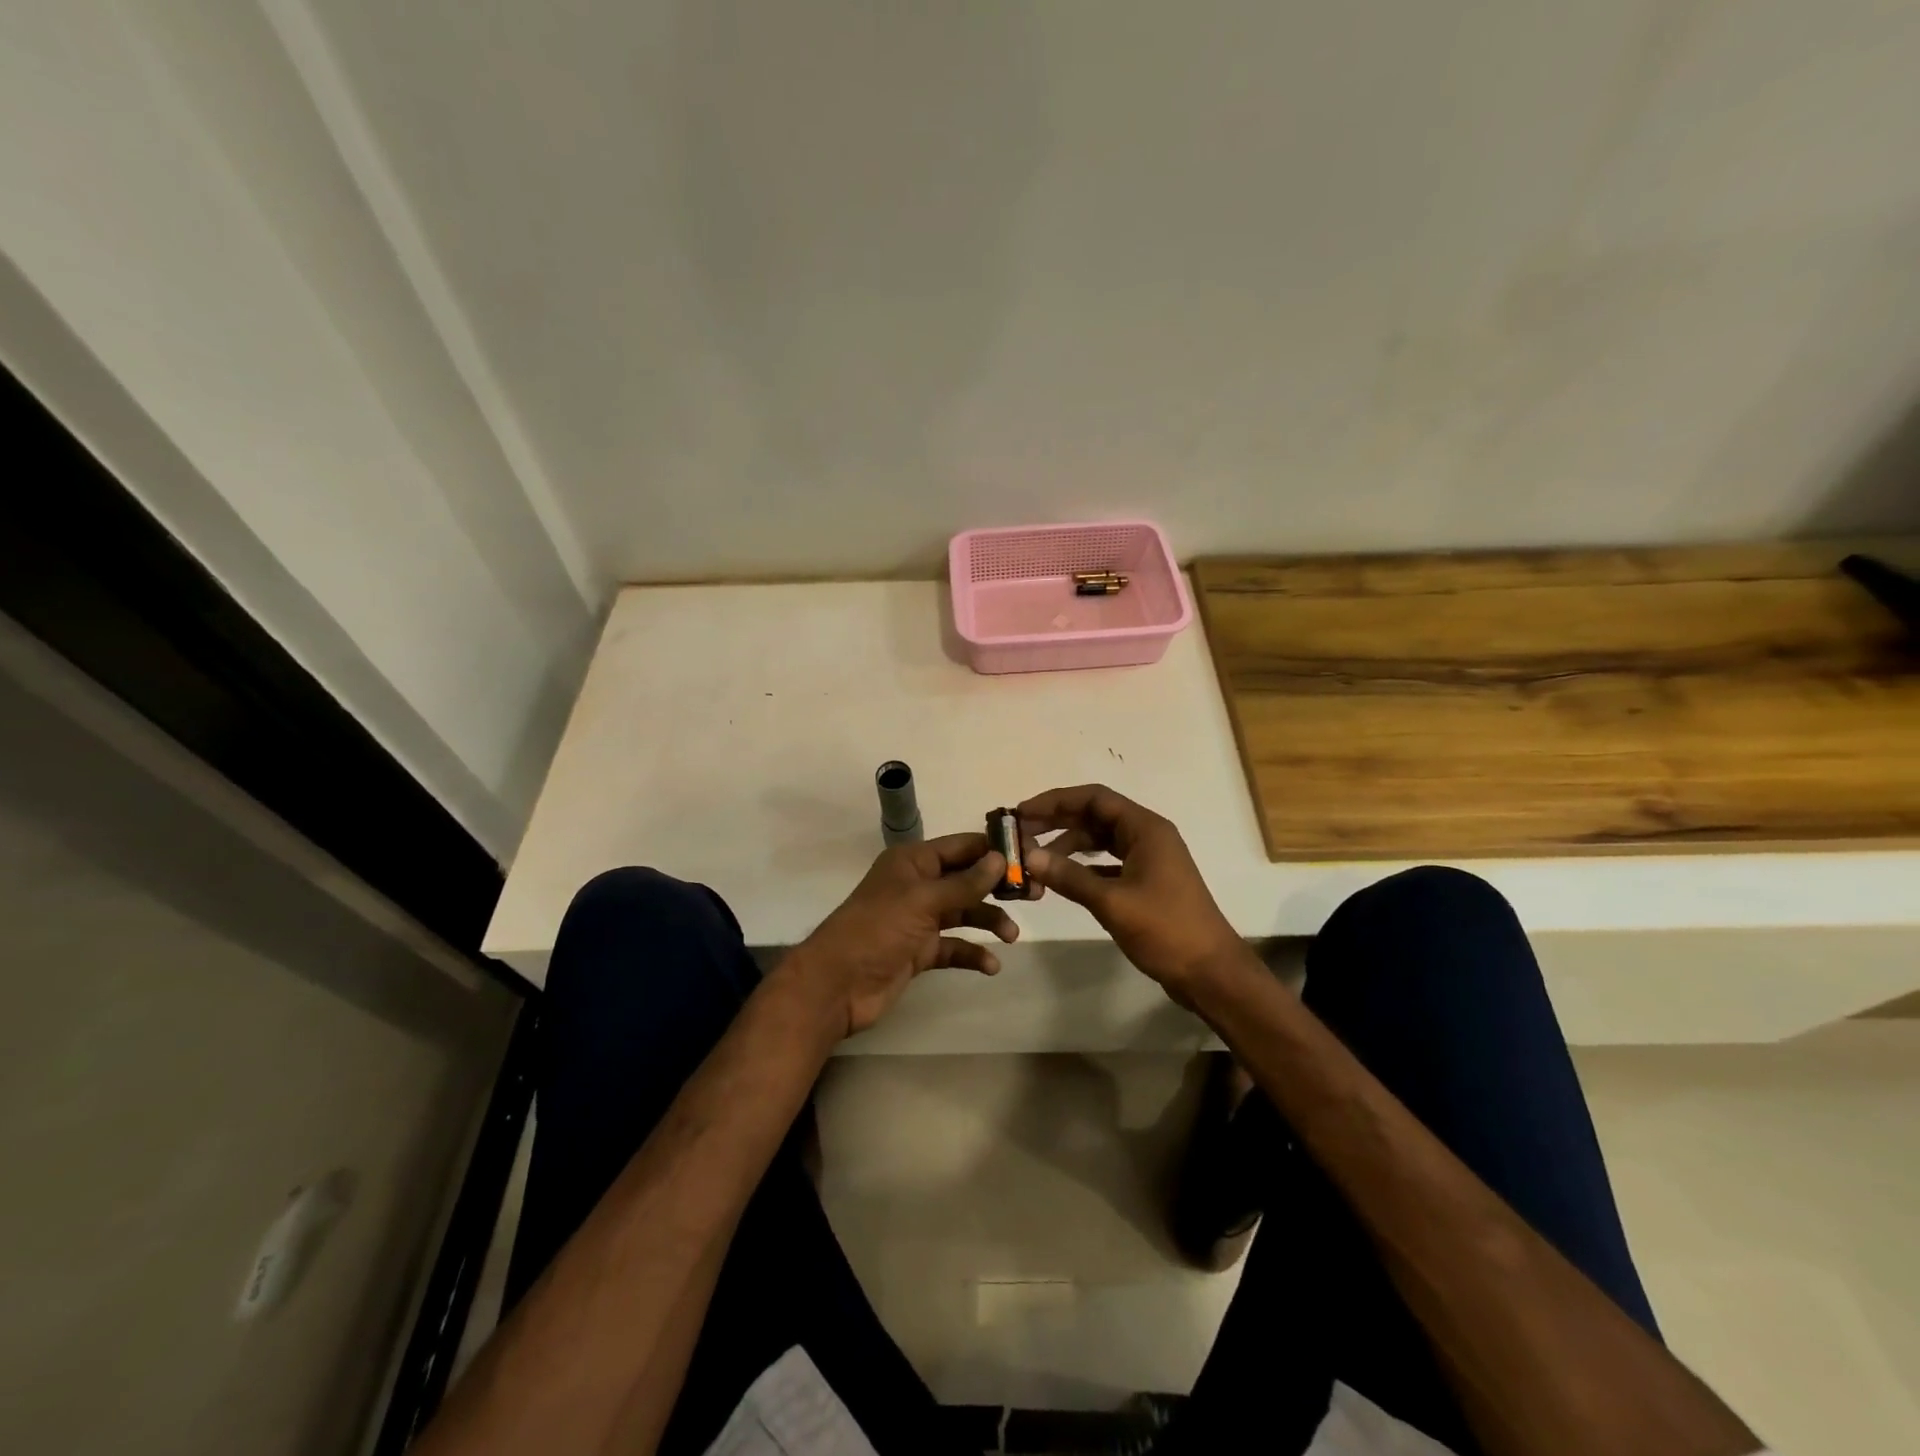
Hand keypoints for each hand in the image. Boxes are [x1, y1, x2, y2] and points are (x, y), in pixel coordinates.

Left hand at [783, 834, 1016, 1037]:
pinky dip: (973, 953)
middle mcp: (918, 885)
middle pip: (966, 878)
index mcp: (913, 861)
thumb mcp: (922, 900)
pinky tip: (991, 965)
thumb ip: (964, 882)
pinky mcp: (919, 951)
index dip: (994, 849)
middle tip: (1035, 894)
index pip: (961, 846)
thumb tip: (999, 858)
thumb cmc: (877, 930)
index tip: (1030, 855)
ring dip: (989, 921)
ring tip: (1013, 935)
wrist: (837, 985)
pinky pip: (954, 946)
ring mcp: (918, 919)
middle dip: (998, 886)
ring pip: (963, 912)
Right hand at [1019, 785, 1242, 1001]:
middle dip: (1057, 822)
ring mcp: (1148, 859)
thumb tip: (1028, 856)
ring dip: (1068, 847)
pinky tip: (1060, 879)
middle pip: (1095, 815)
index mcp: (1145, 828)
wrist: (1210, 972)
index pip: (1094, 798)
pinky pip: (1107, 863)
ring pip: (1100, 840)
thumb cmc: (1166, 930)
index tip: (1022, 813)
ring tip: (1035, 861)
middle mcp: (1147, 835)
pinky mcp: (1146, 882)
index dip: (1056, 801)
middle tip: (1020, 834)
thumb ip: (1069, 876)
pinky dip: (1083, 867)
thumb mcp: (1112, 902)